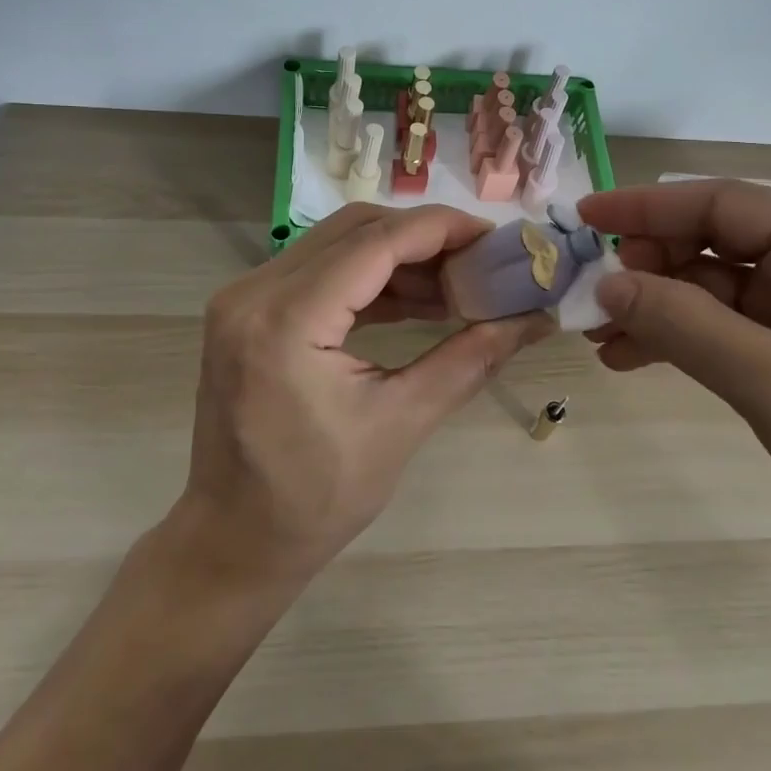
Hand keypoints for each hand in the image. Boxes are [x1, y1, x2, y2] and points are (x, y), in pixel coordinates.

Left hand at [176, 203, 551, 588]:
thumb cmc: (315, 499)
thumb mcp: (401, 425)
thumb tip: (536, 319)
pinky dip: (370, 279)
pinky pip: (319, 272)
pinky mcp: (249, 311)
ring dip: (398, 256)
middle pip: (355, 231)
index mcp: (285, 320)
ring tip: (458, 283)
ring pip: (337, 245)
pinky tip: (417, 300)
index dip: (442, 230)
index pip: (376, 243)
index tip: (495, 238)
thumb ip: (471, 359)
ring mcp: (244, 298)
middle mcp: (254, 292)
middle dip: (424, 237)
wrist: (233, 540)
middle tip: (481, 260)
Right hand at [578, 180, 770, 588]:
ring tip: (603, 340)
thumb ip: (681, 324)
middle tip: (595, 299)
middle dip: (654, 269)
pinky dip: (695, 341)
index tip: (585, 220)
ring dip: (666, 311)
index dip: (646, 209)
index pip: (723, 204)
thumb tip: (606, 285)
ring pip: (726, 291)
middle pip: (722, 245)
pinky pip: (744, 330)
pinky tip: (641, 359)